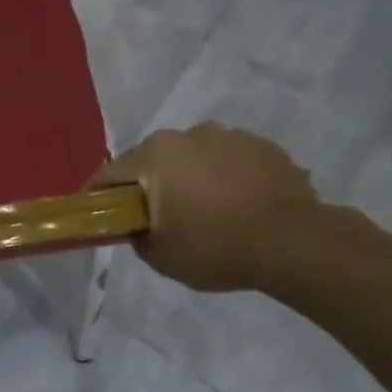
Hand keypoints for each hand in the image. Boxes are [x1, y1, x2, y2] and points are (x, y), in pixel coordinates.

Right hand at [93, 123, 320, 291]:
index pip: (109, 174)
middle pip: (152, 160)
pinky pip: (229, 160)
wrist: (294, 242)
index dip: (97, 196)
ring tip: (206, 210)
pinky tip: (238, 205)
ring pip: (193, 156)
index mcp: (154, 156)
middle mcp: (186, 135)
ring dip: (190, 177)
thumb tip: (139, 225)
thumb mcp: (160, 256)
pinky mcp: (263, 145)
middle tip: (157, 216)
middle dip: (148, 184)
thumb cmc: (215, 247)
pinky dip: (225, 177)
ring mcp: (228, 135)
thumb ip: (137, 235)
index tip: (97, 214)